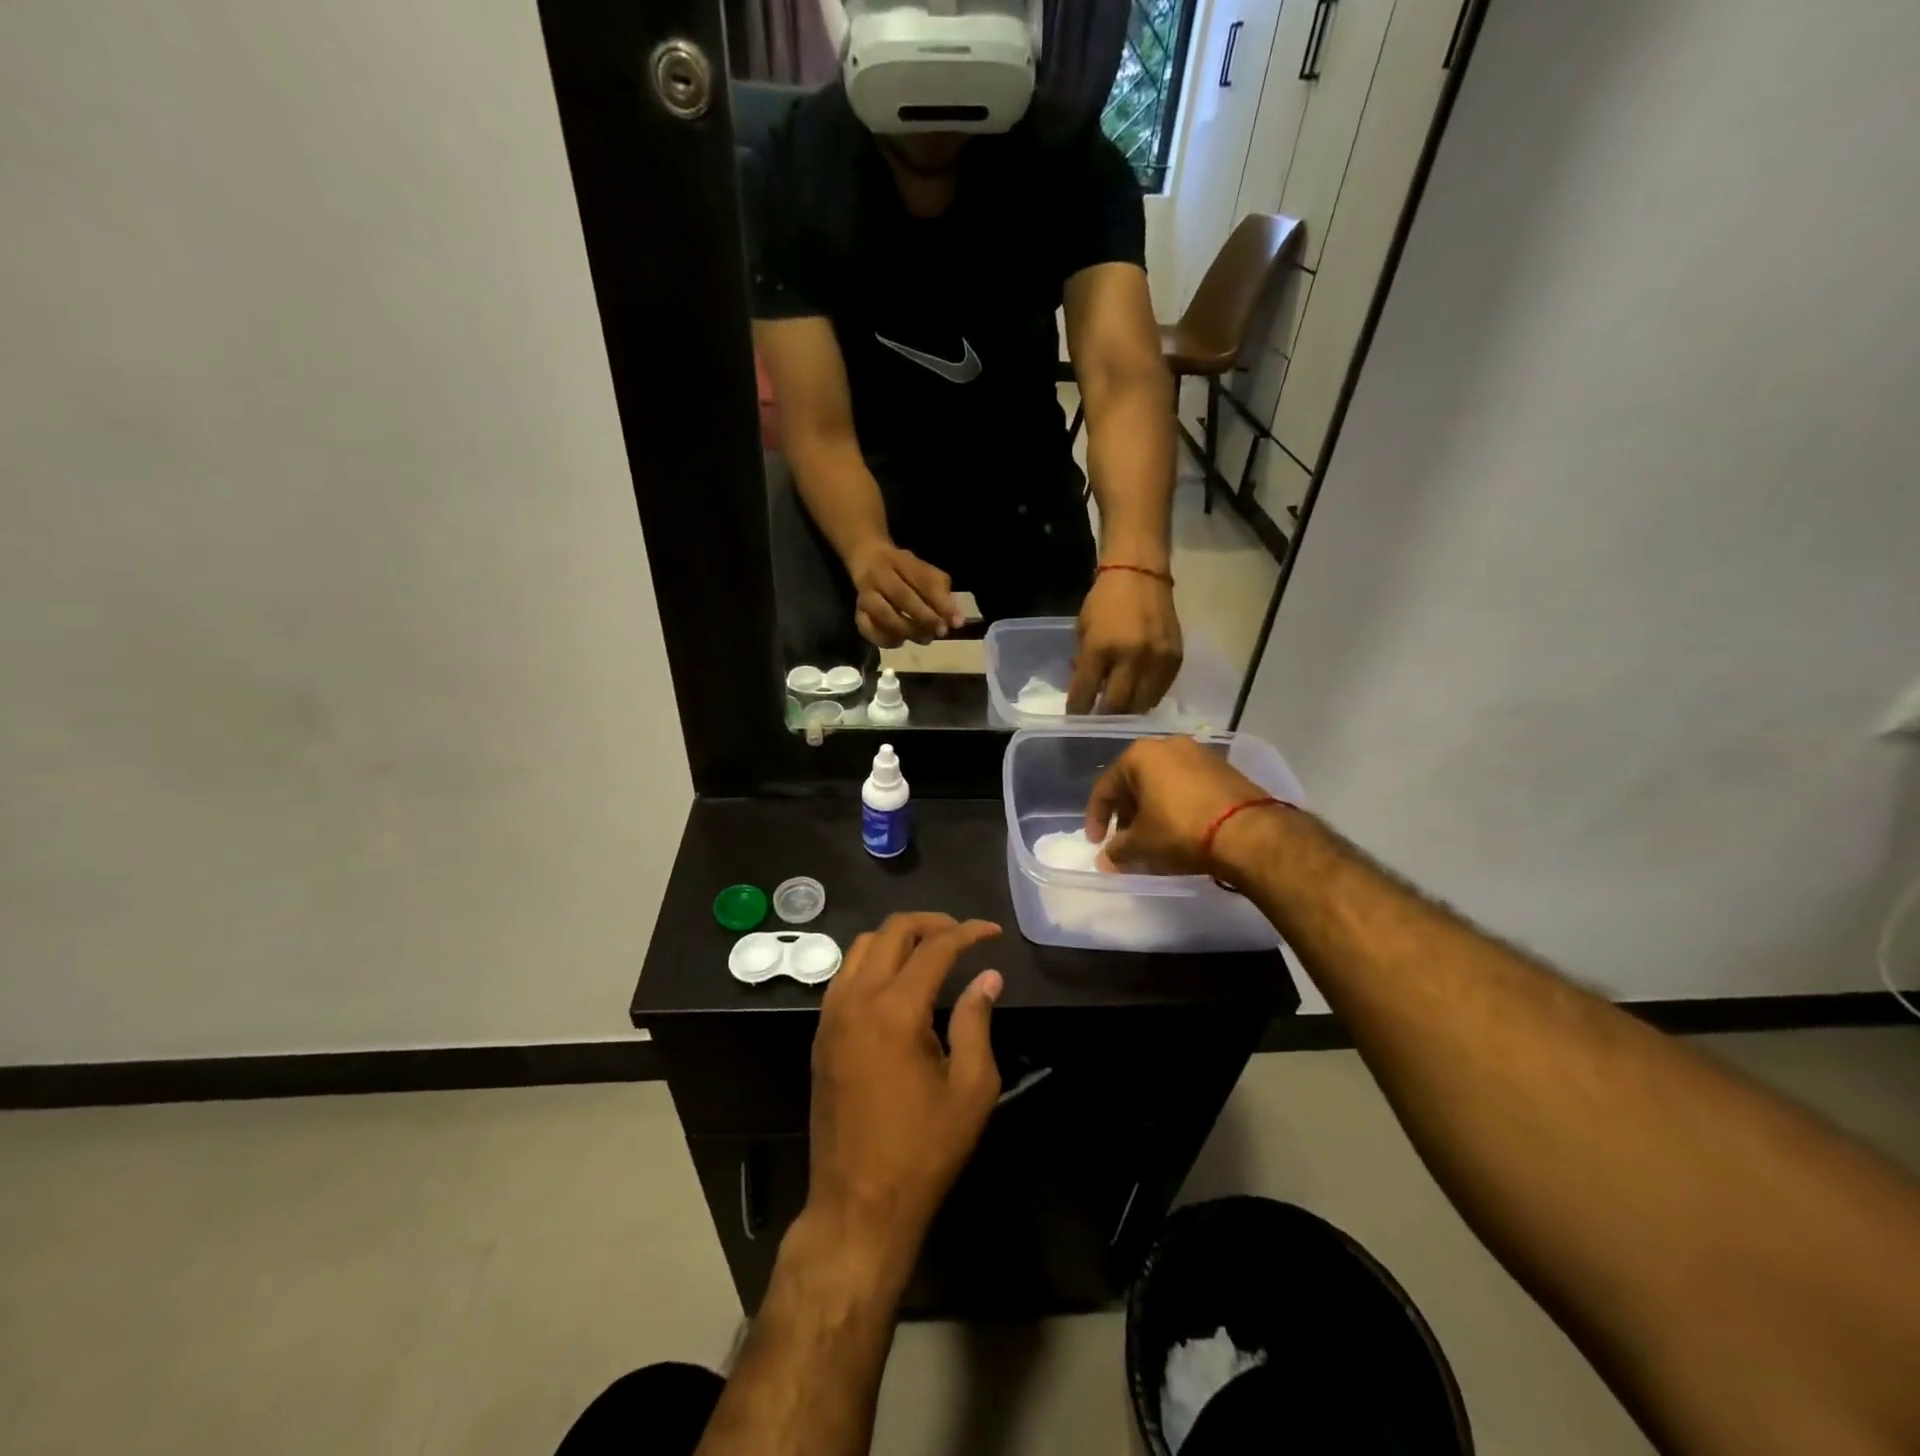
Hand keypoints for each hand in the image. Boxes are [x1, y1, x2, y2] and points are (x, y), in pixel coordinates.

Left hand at [807, 914, 1003, 1262]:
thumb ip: (977, 1023)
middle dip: (931, 923)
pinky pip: (845, 974)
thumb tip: (988, 978)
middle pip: (890, 932)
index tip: (992, 933)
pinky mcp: (821, 1034)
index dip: (967, 933)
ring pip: (861, 946)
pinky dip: (873, 960)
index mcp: (895, 1011)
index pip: (934, 948)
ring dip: (898, 938)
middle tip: (962, 935)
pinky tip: (898, 981)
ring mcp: (831, 1016)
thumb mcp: (969, 1090)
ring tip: (932, 951)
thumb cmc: (922, 1151)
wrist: (858, 1204)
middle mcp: (857, 1000)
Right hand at [846, 541, 963, 647]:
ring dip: (906, 630)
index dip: (941, 602)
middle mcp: (879, 575)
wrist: (866, 558)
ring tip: (924, 638)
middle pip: (901, 596)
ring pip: (883, 614)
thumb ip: (940, 592)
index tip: (957, 622)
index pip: (923, 580)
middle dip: (924, 617)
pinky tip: (901, 641)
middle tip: (940, 632)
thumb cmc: (903, 569)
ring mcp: (865, 594)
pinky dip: (885, 639)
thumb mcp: (924, 571)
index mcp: (901, 561)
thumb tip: (955, 621)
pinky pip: (867, 629)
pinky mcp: (857, 612)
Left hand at [1066, 569, 1182, 714]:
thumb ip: (1083, 661)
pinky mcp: (1175, 659)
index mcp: (1100, 648)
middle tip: (1097, 721)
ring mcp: (1156, 660)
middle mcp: (1130, 658)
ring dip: (1127, 712)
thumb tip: (1085, 691)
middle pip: (1116, 707)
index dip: (1077, 711)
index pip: (1085, 693)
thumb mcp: (1083, 629)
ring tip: (1119, 712)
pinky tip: (1138, 695)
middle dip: (1104, 717)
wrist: (1140, 574)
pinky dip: (1147, 698)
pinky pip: (1160, 692)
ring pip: (1141, 705)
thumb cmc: (1104, 600)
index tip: (1074, 719)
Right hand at [1085, 735, 1273, 874]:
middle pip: (1135, 782)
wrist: (1249, 832)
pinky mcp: (1224, 769)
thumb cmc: (1181, 830)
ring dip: (1151, 810)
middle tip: (1125, 841)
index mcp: (1140, 755)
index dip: (1096, 818)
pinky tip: (1179, 830)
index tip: (1097, 843)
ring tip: (1152, 838)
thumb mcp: (1142, 845)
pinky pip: (1187, 787)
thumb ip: (1117, 850)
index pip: (1106, 787)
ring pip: (1162, 783)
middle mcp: (1168, 745)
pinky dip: (1176, 806)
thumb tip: (1105, 859)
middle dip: (1126, 814)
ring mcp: (1199, 754)